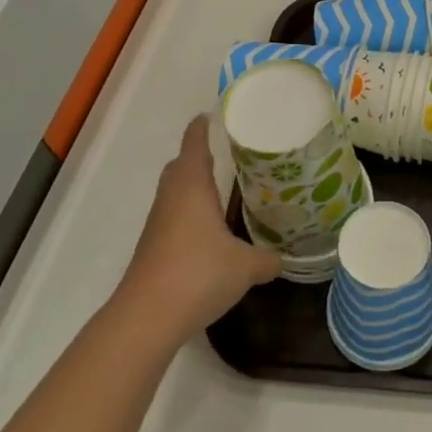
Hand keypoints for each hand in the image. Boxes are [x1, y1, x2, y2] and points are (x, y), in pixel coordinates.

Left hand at [115, 115, 281, 343]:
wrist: (147, 317)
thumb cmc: (198, 274)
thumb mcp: (246, 267)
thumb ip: (267, 259)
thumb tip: (284, 259)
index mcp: (192, 186)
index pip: (194, 143)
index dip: (203, 126)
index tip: (214, 114)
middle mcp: (172, 196)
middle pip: (181, 165)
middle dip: (200, 155)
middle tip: (230, 154)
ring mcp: (158, 222)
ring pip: (176, 192)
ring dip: (195, 186)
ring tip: (226, 190)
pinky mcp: (154, 246)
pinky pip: (174, 216)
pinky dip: (190, 213)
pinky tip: (211, 230)